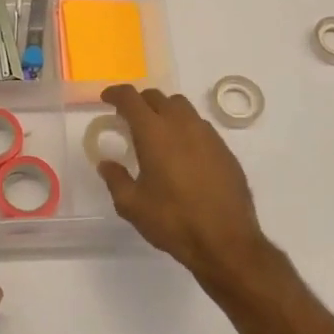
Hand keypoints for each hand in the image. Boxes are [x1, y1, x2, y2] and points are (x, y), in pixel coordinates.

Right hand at [98, 84, 268, 283]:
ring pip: (182, 107)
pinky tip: (183, 154)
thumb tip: (106, 163)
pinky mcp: (225, 149)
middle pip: (157, 96)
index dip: (116, 93)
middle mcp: (182, 124)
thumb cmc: (173, 221)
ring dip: (165, 111)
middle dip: (140, 102)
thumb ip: (115, 179)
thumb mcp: (132, 205)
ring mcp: (207, 135)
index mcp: (154, 132)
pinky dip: (185, 129)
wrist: (226, 241)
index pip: (131, 98)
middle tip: (129, 119)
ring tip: (157, 134)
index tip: (107, 99)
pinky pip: (200, 126)